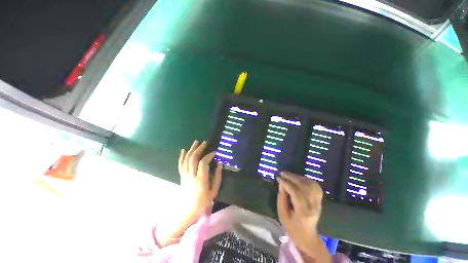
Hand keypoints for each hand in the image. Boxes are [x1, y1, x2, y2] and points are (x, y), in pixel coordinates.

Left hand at [156, 141, 221, 246]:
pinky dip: (182, 157)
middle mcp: (191, 176)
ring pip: (186, 160)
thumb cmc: (202, 203)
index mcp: (200, 180)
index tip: (214, 152)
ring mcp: (185, 176)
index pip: (203, 163)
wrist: (187, 212)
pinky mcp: (182, 177)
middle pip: (193, 159)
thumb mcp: (213, 191)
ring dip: (191, 150)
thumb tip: (219, 164)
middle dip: (199, 149)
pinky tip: (184, 150)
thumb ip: (217, 177)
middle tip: (204, 143)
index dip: (208, 156)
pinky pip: (180, 165)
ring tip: (196, 142)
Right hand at [277, 172, 329, 262]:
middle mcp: (313, 205)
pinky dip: (306, 179)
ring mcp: (318, 202)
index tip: (279, 178)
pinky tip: (298, 178)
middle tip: (282, 173)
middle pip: (304, 187)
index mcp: (303, 212)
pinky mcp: (319, 200)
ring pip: (310, 184)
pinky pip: (315, 185)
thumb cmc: (292, 227)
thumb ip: (281, 198)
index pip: (297, 193)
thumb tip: (281, 183)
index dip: (287, 184)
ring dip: (298, 177)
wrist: (307, 236)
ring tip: (289, 175)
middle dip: (292, 177)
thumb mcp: (282, 214)